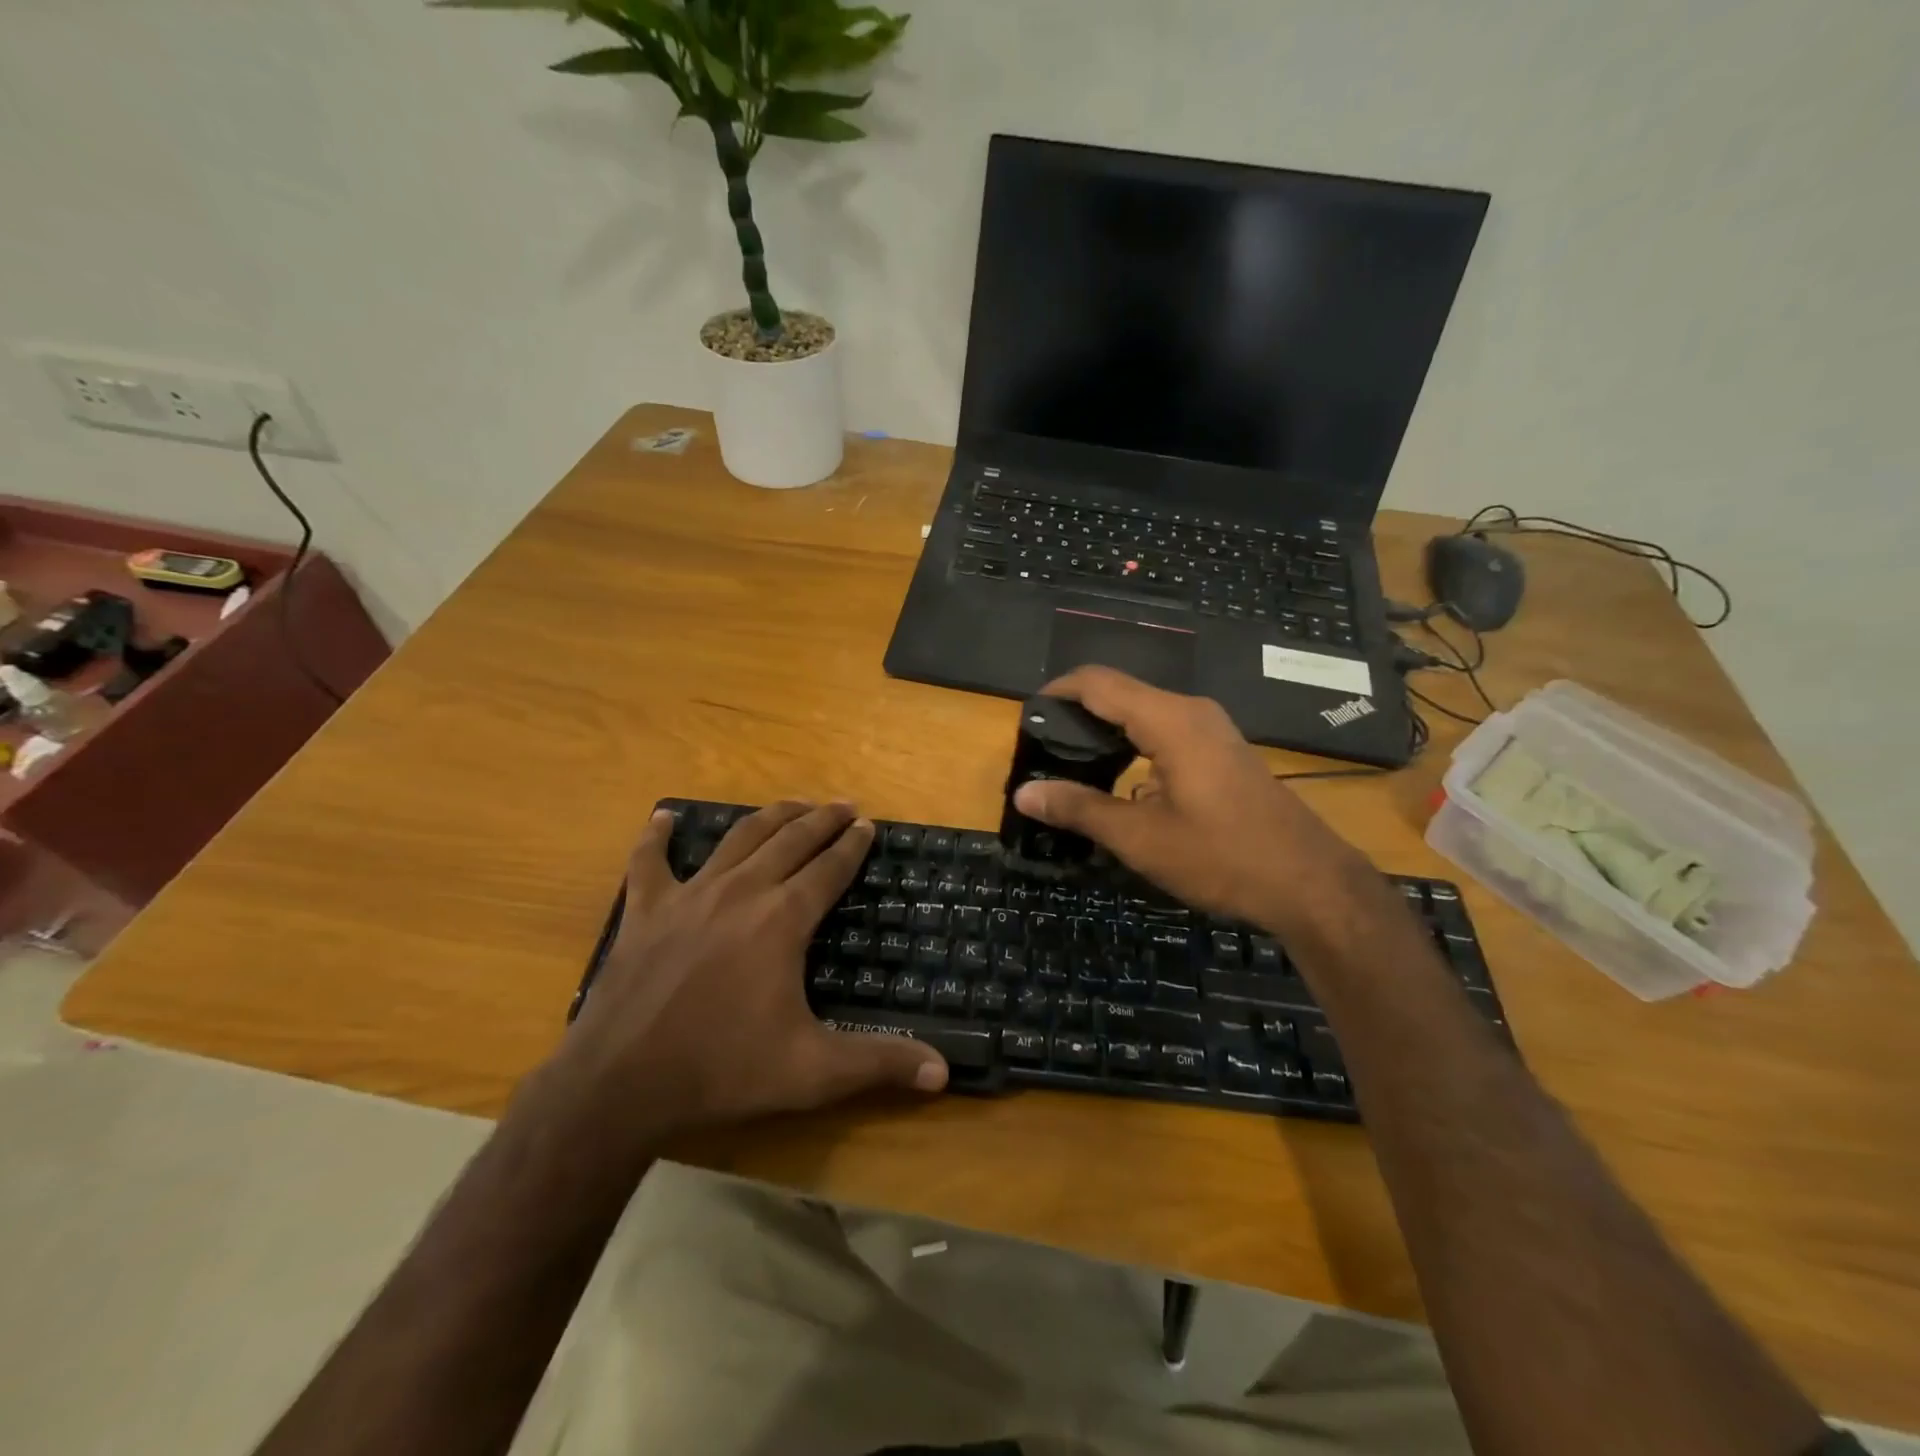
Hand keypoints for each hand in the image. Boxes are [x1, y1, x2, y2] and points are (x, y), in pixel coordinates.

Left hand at [555, 802, 946, 1137]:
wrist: (619, 1085)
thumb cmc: (722, 1070)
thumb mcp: (811, 1071)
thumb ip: (879, 1063)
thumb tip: (943, 1072)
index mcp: (782, 919)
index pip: (829, 869)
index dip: (852, 845)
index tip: (868, 824)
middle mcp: (742, 892)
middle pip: (790, 840)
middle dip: (822, 819)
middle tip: (843, 804)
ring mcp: (689, 896)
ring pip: (738, 839)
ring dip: (770, 816)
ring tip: (793, 803)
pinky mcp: (645, 911)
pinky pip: (649, 862)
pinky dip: (657, 837)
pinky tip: (663, 817)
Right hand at [1013, 667, 1370, 932]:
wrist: (1310, 883)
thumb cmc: (1223, 857)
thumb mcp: (1141, 838)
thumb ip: (1080, 808)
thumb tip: (1024, 793)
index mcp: (1170, 720)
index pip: (1098, 683)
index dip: (1057, 691)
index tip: (1027, 716)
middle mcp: (1191, 711)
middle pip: (1120, 693)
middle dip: (1077, 713)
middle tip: (1042, 747)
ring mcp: (1212, 730)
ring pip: (1144, 713)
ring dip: (1106, 731)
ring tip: (1070, 763)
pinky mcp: (1221, 751)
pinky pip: (1165, 731)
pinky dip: (1133, 745)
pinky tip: (1118, 781)